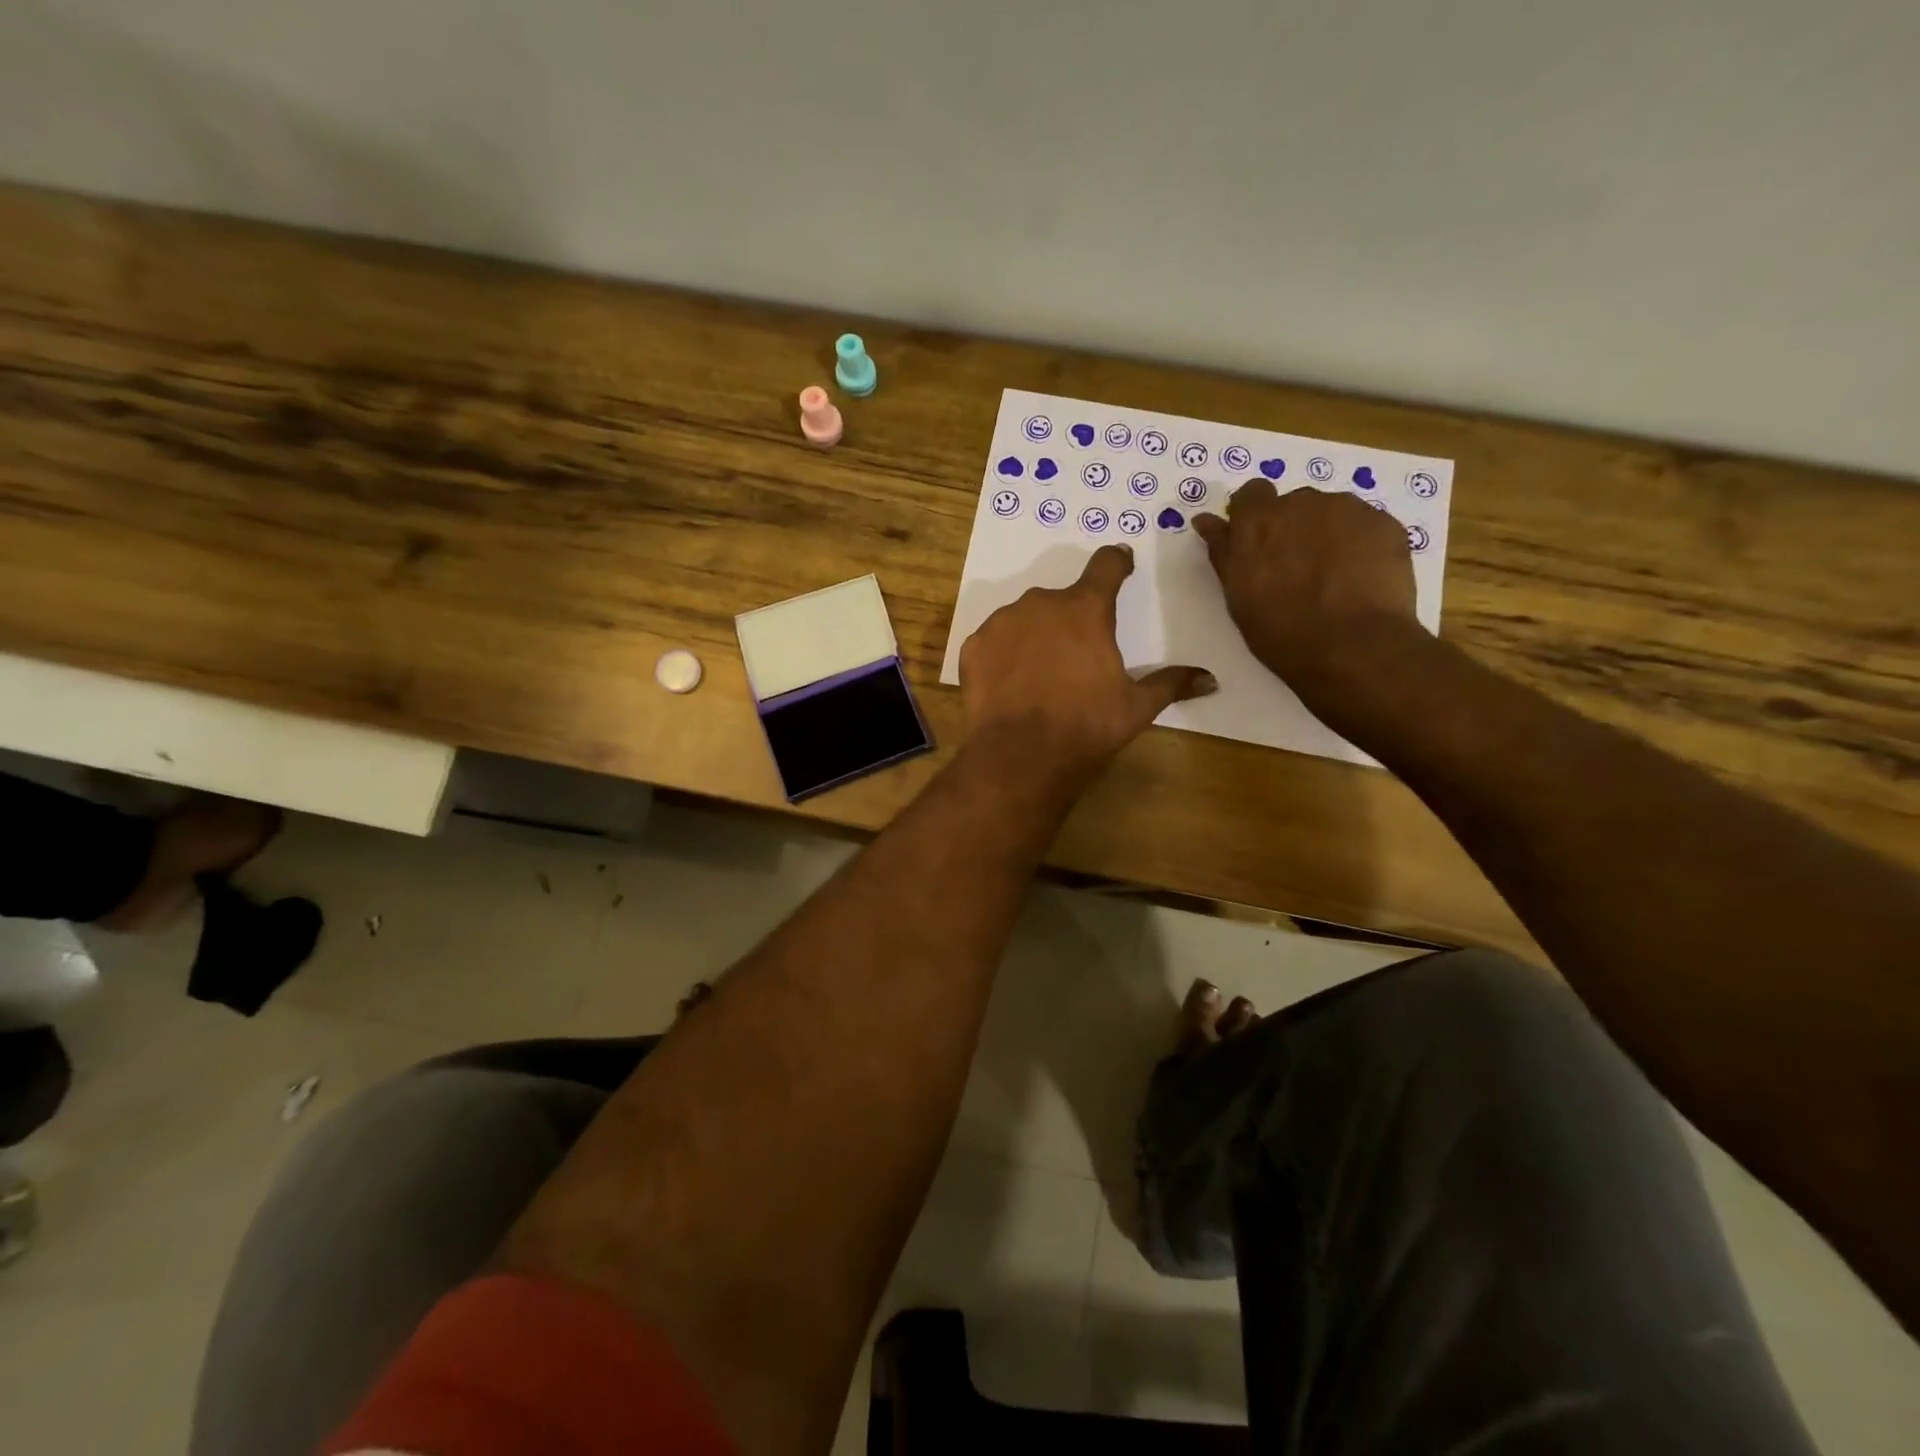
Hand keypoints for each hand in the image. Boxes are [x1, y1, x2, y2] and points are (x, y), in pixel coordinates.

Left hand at [960, 545, 1215, 784]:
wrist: (1020, 755)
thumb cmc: (1086, 726)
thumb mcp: (1136, 707)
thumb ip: (1171, 684)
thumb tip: (1211, 679)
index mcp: (1085, 609)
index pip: (1106, 565)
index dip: (1116, 562)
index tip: (1121, 564)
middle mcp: (1041, 604)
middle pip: (1062, 600)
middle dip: (1071, 620)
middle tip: (1076, 656)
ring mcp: (1002, 622)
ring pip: (1024, 618)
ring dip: (1035, 636)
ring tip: (1040, 675)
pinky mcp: (974, 646)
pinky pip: (995, 642)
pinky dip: (1004, 656)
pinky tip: (1010, 685)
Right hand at [1193, 483, 1420, 704]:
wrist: (1354, 647)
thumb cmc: (1281, 629)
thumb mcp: (1238, 595)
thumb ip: (1223, 551)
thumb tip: (1205, 520)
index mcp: (1259, 520)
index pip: (1251, 494)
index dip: (1254, 516)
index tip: (1258, 545)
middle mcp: (1302, 502)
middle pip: (1294, 504)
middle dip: (1293, 529)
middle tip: (1297, 571)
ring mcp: (1349, 509)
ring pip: (1332, 514)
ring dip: (1327, 535)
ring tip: (1333, 578)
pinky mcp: (1386, 524)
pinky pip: (1365, 527)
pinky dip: (1360, 545)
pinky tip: (1360, 580)